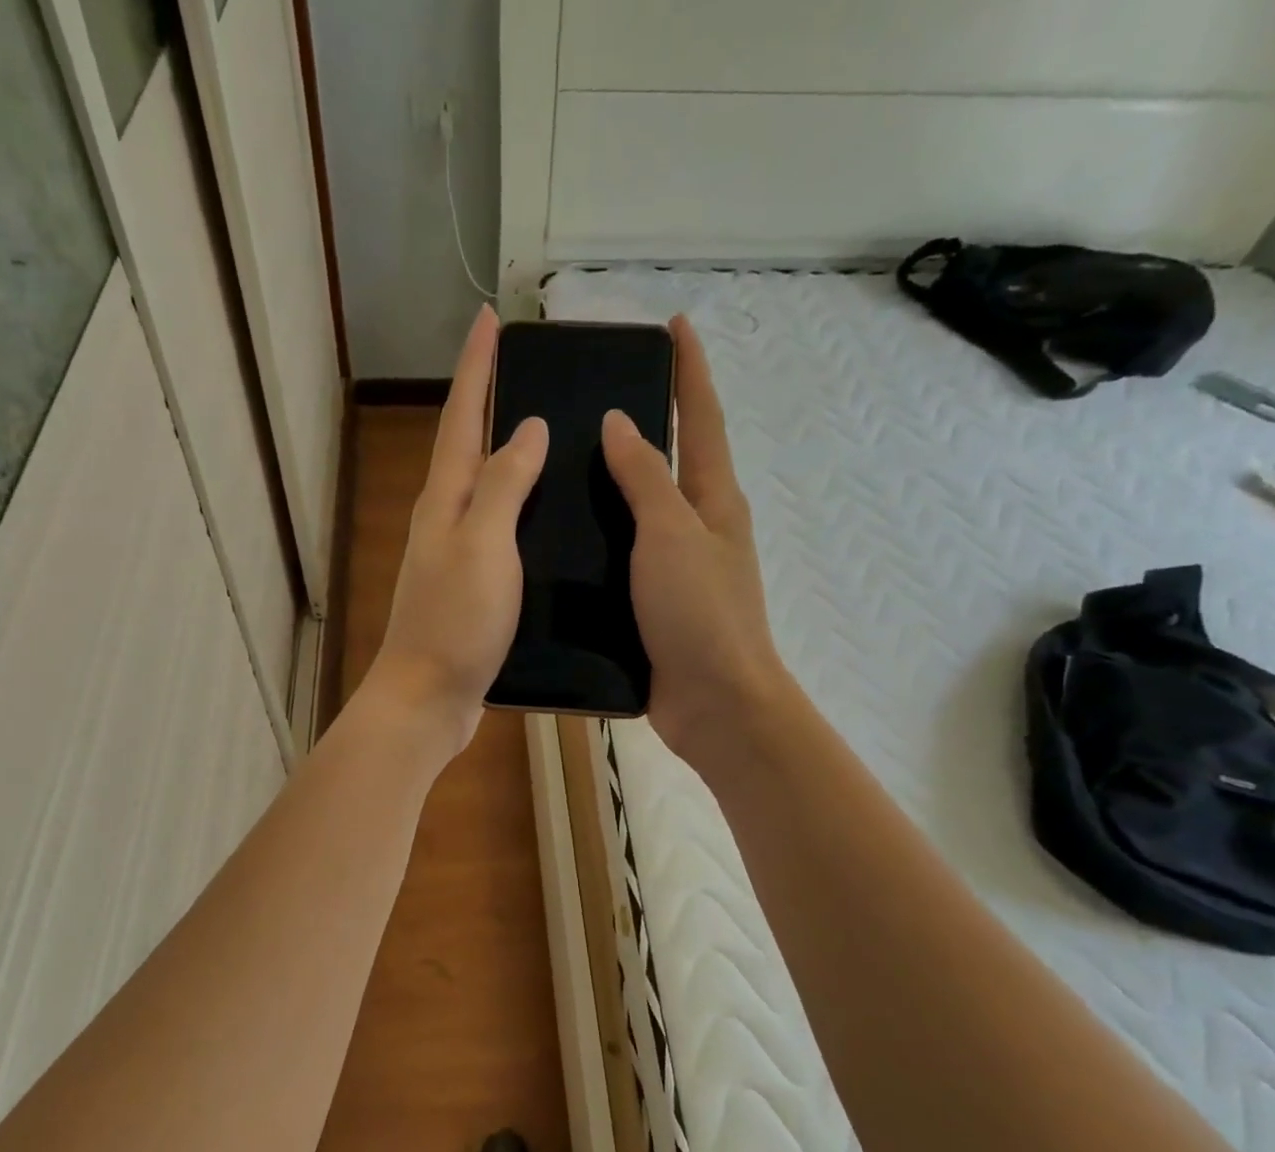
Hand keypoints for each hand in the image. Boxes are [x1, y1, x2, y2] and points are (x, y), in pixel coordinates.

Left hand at [362, 306, 547, 760]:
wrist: (428, 699)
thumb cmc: (455, 622)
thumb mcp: (483, 546)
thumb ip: (503, 486)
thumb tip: (525, 428)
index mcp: (445, 502)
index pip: (461, 418)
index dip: (476, 368)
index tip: (490, 318)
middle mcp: (444, 521)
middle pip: (466, 448)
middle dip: (487, 402)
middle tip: (521, 368)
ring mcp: (454, 558)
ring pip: (482, 491)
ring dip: (505, 456)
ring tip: (545, 434)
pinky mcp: (470, 590)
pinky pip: (496, 532)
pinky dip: (517, 511)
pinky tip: (544, 518)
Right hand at [602, 315, 788, 768]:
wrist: (715, 703)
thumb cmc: (700, 612)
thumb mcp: (672, 534)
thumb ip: (645, 478)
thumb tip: (621, 421)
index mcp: (713, 501)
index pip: (703, 419)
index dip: (690, 369)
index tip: (675, 324)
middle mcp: (698, 529)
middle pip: (673, 463)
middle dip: (647, 424)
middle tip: (593, 398)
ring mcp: (677, 571)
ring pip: (642, 515)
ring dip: (613, 488)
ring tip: (559, 468)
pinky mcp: (654, 608)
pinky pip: (624, 562)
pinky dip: (599, 544)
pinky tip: (560, 543)